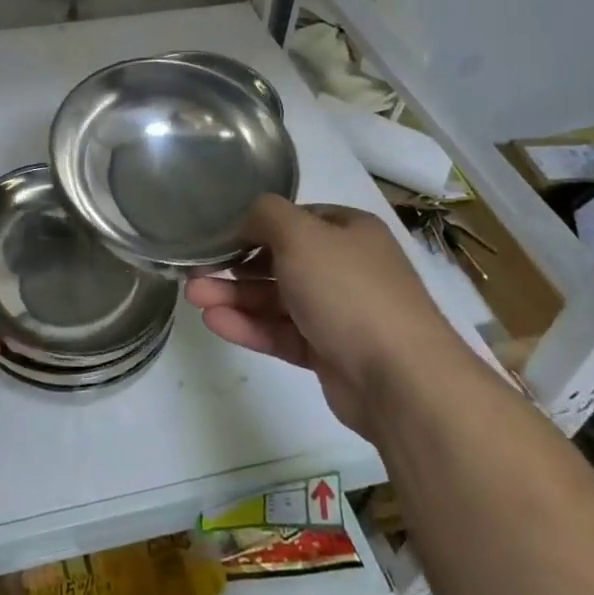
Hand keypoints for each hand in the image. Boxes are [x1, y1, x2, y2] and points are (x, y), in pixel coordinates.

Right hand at [186, 196, 469, 434]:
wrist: (400, 379)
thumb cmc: (348, 290)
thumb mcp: (300, 235)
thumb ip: (265, 215)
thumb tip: (246, 219)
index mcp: (349, 232)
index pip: (295, 219)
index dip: (255, 225)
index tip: (218, 235)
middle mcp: (345, 268)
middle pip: (280, 260)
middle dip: (235, 265)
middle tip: (195, 270)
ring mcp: (338, 313)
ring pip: (276, 299)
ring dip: (234, 296)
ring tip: (193, 296)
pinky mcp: (328, 353)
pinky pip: (281, 332)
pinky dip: (249, 326)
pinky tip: (215, 322)